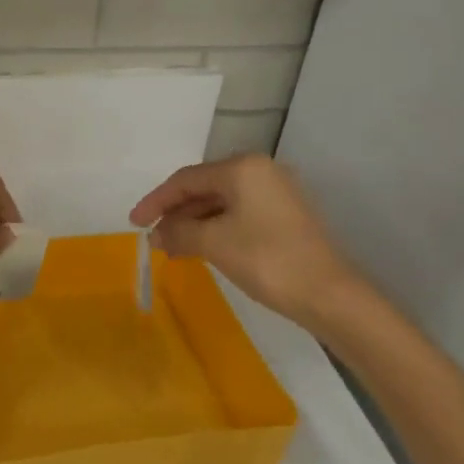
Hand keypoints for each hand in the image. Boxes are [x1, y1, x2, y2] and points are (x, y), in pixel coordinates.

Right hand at [130, 155, 361, 328]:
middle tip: (154, 238)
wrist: (330, 295)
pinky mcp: (286, 216)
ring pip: (222, 202)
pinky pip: (239, 214)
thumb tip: (155, 235)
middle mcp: (261, 171)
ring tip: (172, 248)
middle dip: (175, 213)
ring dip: (194, 223)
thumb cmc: (266, 260)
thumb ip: (178, 232)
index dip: (155, 201)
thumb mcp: (213, 243)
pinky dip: (216, 229)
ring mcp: (277, 193)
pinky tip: (201, 248)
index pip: (186, 179)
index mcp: (243, 168)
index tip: (134, 223)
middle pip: (204, 187)